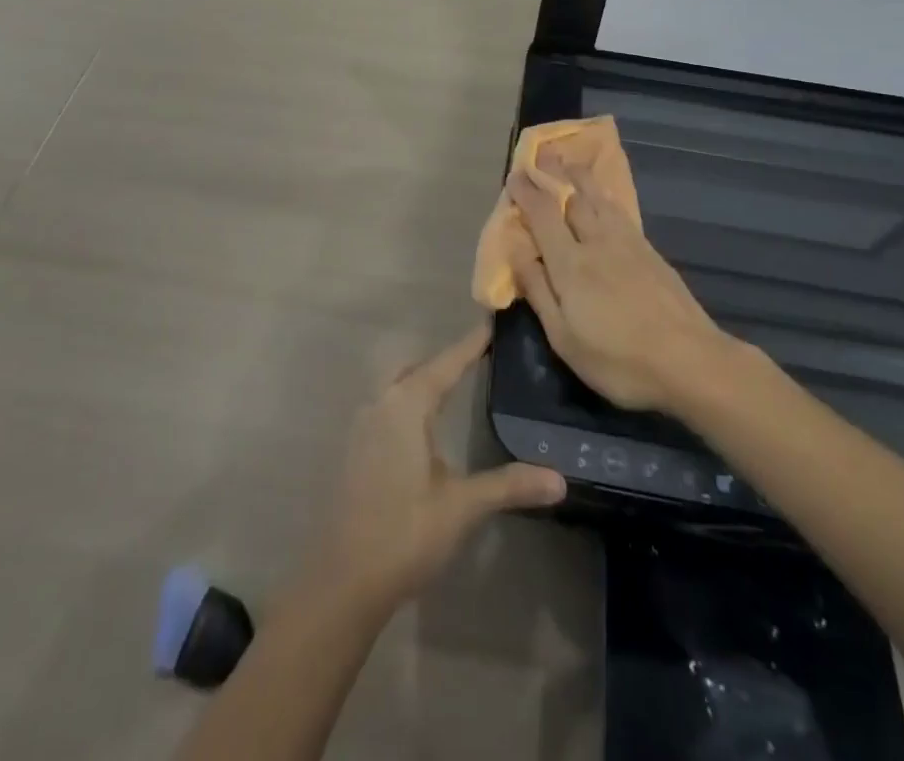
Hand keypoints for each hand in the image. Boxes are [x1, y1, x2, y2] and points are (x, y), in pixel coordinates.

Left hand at [304, 324, 565, 611]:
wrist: (343, 580)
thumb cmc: (404, 532)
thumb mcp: (461, 507)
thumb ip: (508, 486)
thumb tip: (560, 478)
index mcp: (406, 406)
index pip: (446, 364)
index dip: (471, 344)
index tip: (493, 323)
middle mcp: (381, 405)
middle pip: (418, 369)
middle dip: (447, 362)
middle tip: (480, 359)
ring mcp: (364, 427)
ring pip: (399, 388)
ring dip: (426, 383)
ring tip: (458, 387)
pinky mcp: (357, 451)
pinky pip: (389, 409)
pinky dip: (411, 405)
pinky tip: (427, 430)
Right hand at [507, 156, 728, 412]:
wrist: (691, 362)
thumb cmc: (619, 360)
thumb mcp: (565, 338)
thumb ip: (538, 291)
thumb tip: (516, 251)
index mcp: (570, 264)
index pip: (543, 216)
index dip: (527, 193)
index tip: (514, 175)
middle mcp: (597, 243)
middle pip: (573, 198)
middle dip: (555, 174)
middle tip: (543, 154)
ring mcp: (628, 244)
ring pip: (600, 199)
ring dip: (582, 177)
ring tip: (572, 162)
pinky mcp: (651, 252)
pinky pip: (620, 211)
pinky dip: (606, 195)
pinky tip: (605, 196)